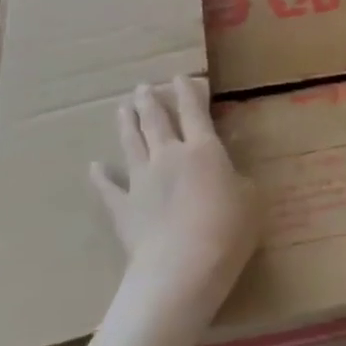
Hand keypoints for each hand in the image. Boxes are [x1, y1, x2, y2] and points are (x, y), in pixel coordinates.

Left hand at [90, 76, 261, 314]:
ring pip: (131, 143)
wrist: (181, 268)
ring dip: (127, 124)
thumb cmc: (227, 230)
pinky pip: (109, 188)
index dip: (188, 91)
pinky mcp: (123, 209)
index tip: (180, 77)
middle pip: (156, 121)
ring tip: (122, 108)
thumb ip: (240, 182)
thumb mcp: (251, 201)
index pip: (194, 111)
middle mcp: (169, 156)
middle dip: (150, 101)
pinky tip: (94, 167)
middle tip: (143, 87)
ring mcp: (142, 181)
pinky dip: (100, 177)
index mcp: (204, 149)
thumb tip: (231, 176)